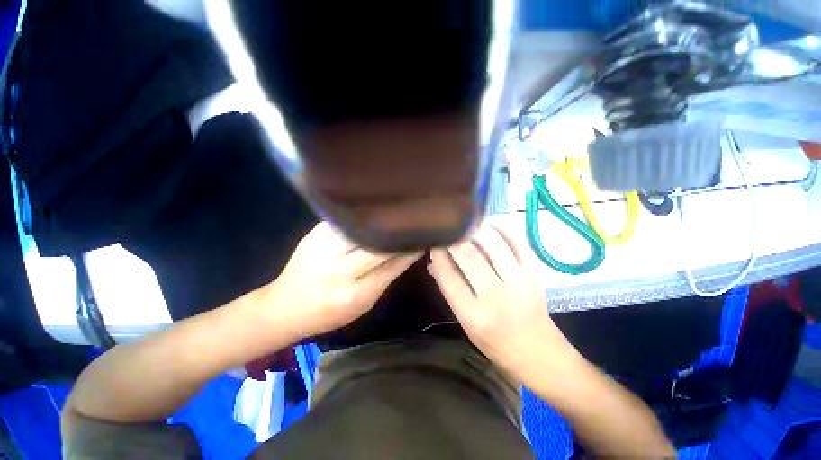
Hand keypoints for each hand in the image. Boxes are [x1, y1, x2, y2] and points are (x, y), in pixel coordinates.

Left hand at [271, 222, 421, 338]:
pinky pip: (344, 221)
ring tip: (397, 213)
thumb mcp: (363, 304)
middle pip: (378, 244)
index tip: (423, 237)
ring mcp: (322, 249)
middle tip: (414, 222)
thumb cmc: (329, 313)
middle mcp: (338, 270)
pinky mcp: (312, 236)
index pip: (392, 265)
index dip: (410, 250)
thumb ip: (386, 276)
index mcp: (354, 294)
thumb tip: (408, 252)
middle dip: (399, 233)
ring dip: (382, 221)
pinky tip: (372, 212)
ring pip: (362, 229)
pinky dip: (361, 217)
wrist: (285, 307)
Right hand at [429, 224, 572, 377]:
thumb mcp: (466, 324)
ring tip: (466, 222)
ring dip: (477, 230)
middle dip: (454, 239)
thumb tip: (433, 264)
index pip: (449, 276)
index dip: (438, 256)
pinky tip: (491, 223)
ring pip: (494, 246)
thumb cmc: (496, 344)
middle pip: (470, 257)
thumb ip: (450, 291)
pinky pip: (518, 245)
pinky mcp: (535, 275)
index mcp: (473, 315)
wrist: (540, 355)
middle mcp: (495, 297)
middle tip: (446, 228)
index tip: (433, 243)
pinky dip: (503, 230)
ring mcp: (519, 283)